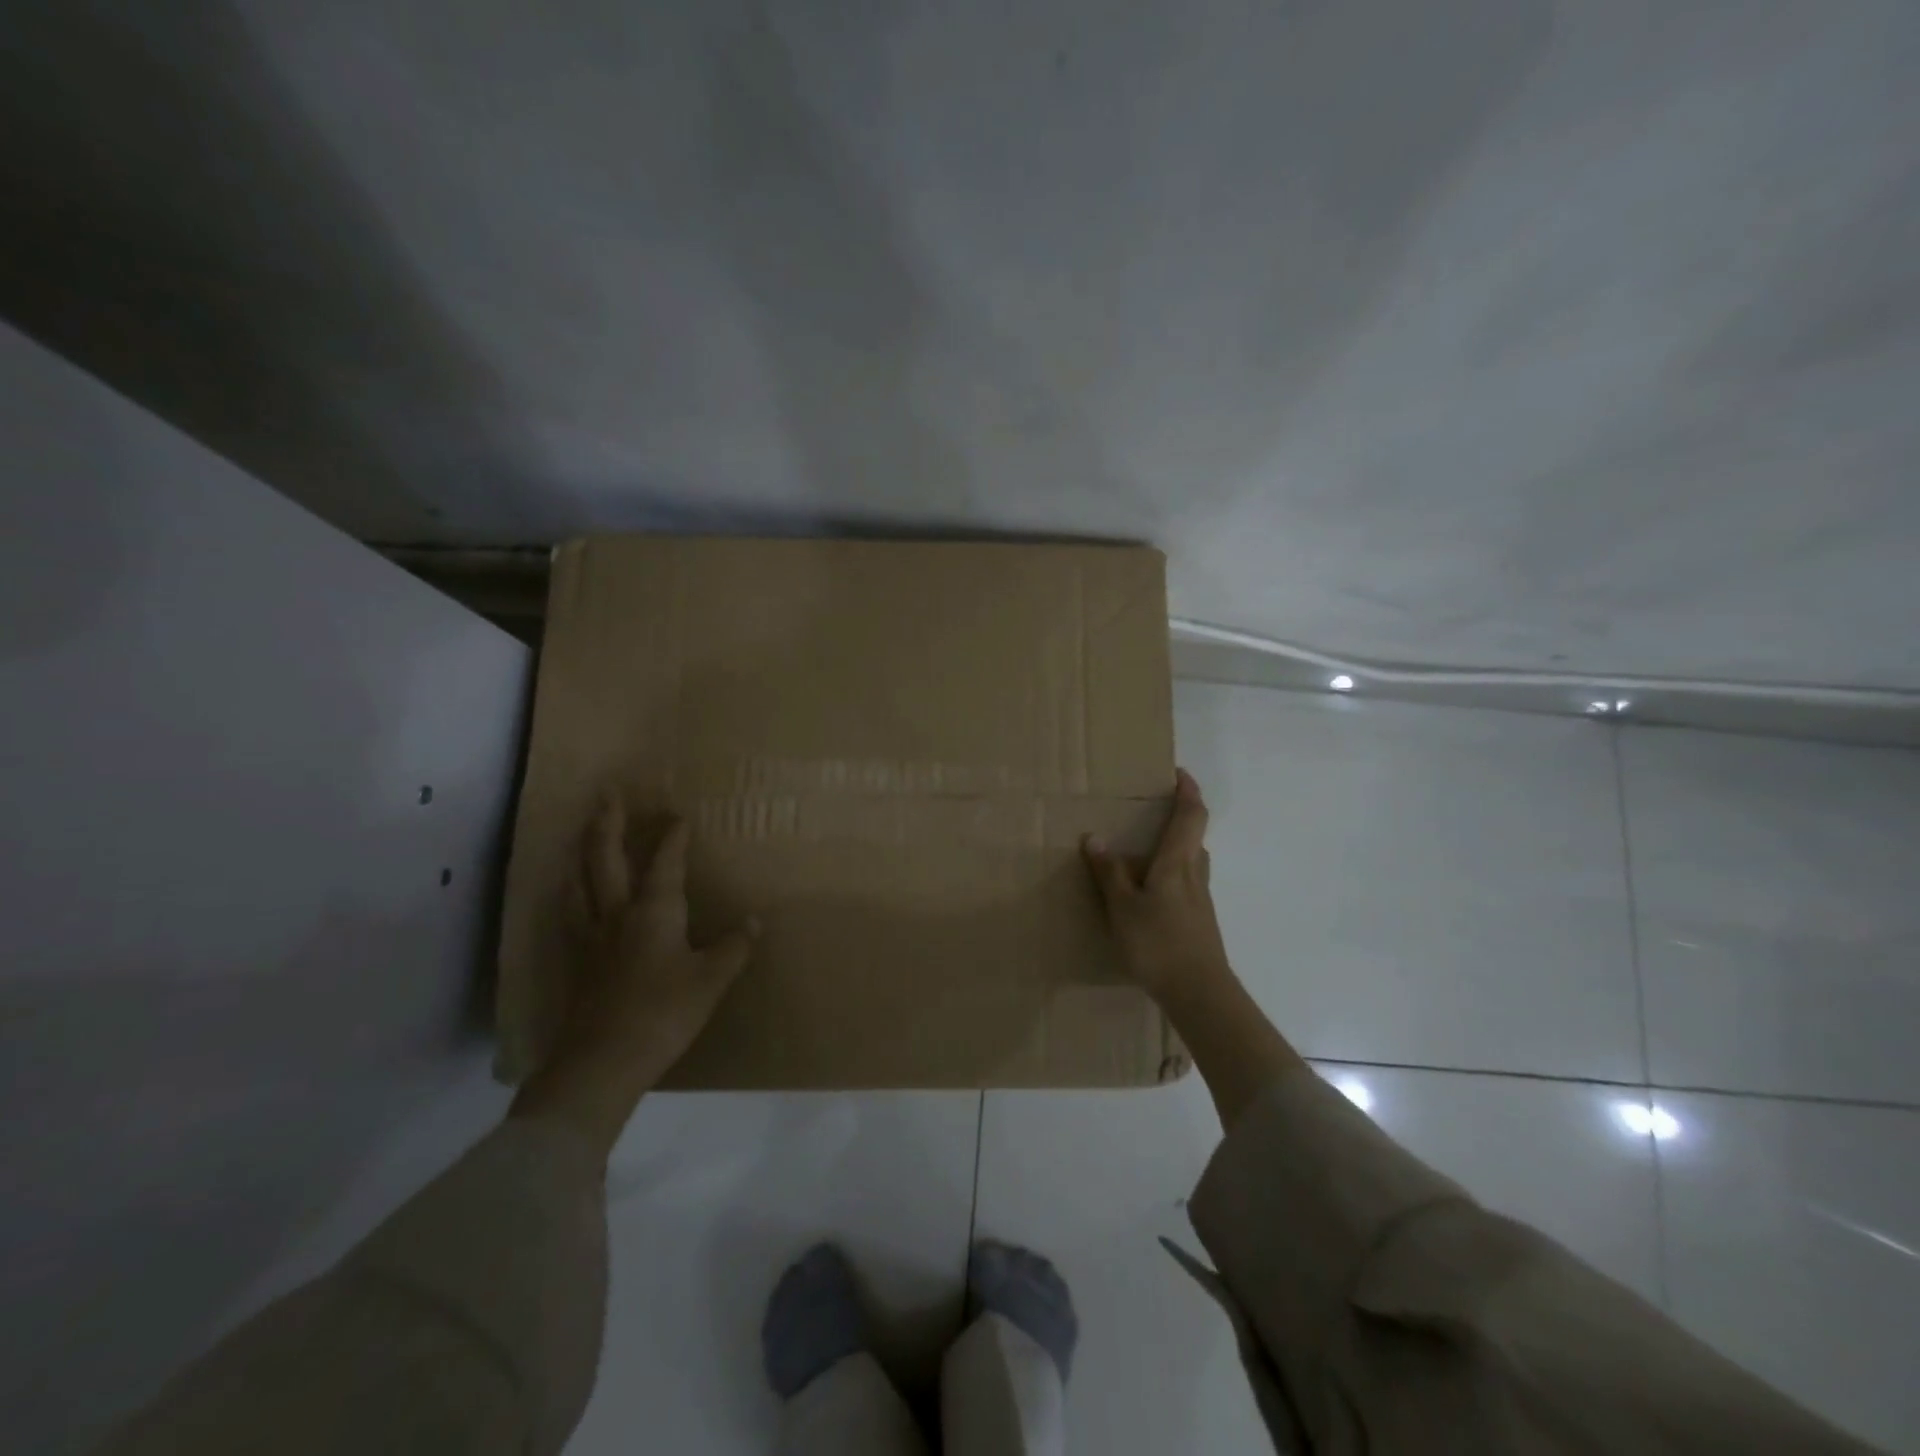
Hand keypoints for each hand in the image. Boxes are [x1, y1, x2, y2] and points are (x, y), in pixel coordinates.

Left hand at [512, 795, 755, 1155]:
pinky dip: (571, 894)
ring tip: (583, 836)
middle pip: (606, 859)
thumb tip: (753, 922)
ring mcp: (591, 938)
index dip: (672, 837)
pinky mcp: (577, 963)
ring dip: (582, 854)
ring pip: (580, 883)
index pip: (664, 863)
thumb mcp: (711, 980)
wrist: (603, 1061)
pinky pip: (571, 914)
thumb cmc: (664, 1012)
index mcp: (654, 911)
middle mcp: (617, 914)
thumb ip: (733, 948)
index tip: (678, 816)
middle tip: (607, 794)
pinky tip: (570, 895)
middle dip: (608, 824)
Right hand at [1085, 769, 1302, 1125]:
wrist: (1200, 993)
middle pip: (1194, 837)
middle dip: (1179, 819)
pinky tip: (1149, 894)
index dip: (1188, 791)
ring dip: (1174, 849)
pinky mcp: (1199, 921)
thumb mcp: (1123, 907)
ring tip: (1144, 853)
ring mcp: (1201, 900)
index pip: (1191, 816)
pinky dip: (1170, 876)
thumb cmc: (1159, 943)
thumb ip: (1109, 873)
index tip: (1179, 773)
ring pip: (1190, 862)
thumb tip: (1095, 837)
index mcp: (1177, 863)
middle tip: (1152, 813)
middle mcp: (1194, 875)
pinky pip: (1185, 885)